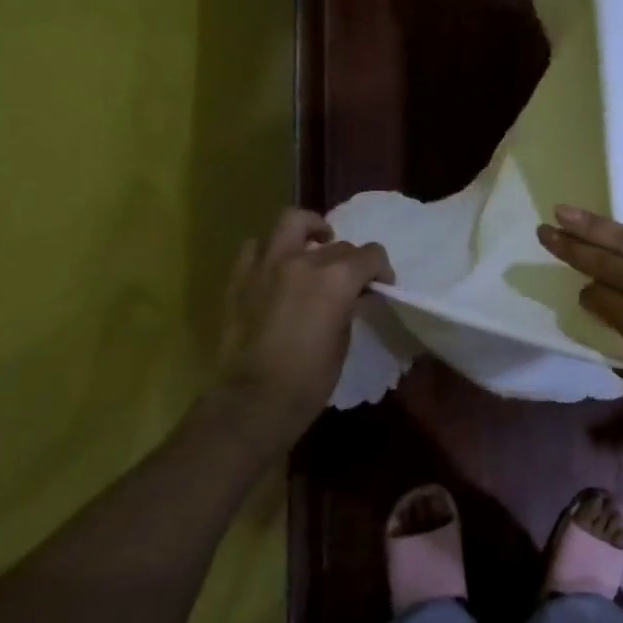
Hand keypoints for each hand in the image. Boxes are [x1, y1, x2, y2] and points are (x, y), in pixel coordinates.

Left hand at [212, 209, 392, 435]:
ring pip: (292, 222)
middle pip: (338, 244)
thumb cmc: (311, 378)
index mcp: (337, 277)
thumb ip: (350, 305)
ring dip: (310, 231)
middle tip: (350, 281)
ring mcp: (267, 265)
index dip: (381, 269)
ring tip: (315, 247)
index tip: (381, 285)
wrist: (254, 401)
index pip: (370, 254)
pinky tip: (278, 267)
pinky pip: (256, 247)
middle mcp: (303, 260)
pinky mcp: (240, 277)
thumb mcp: (344, 338)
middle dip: (350, 259)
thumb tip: (355, 294)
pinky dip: (271, 250)